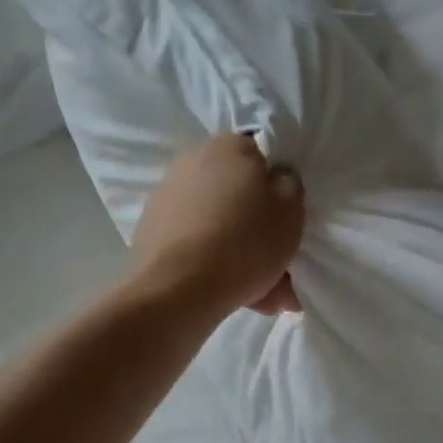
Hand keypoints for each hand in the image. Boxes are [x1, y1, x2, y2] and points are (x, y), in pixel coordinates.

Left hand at [132, 132, 304, 316]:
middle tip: (279, 267)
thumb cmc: (246, 240)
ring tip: (262, 296)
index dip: (278, 191)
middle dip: (259, 230)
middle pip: (238, 196)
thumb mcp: (291, 211)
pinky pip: (196, 244)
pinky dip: (214, 264)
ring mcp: (166, 197)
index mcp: (229, 147)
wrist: (179, 287)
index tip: (287, 222)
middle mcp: (192, 161)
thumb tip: (277, 177)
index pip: (261, 158)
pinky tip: (233, 295)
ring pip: (219, 225)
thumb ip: (289, 186)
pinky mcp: (151, 231)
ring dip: (240, 254)